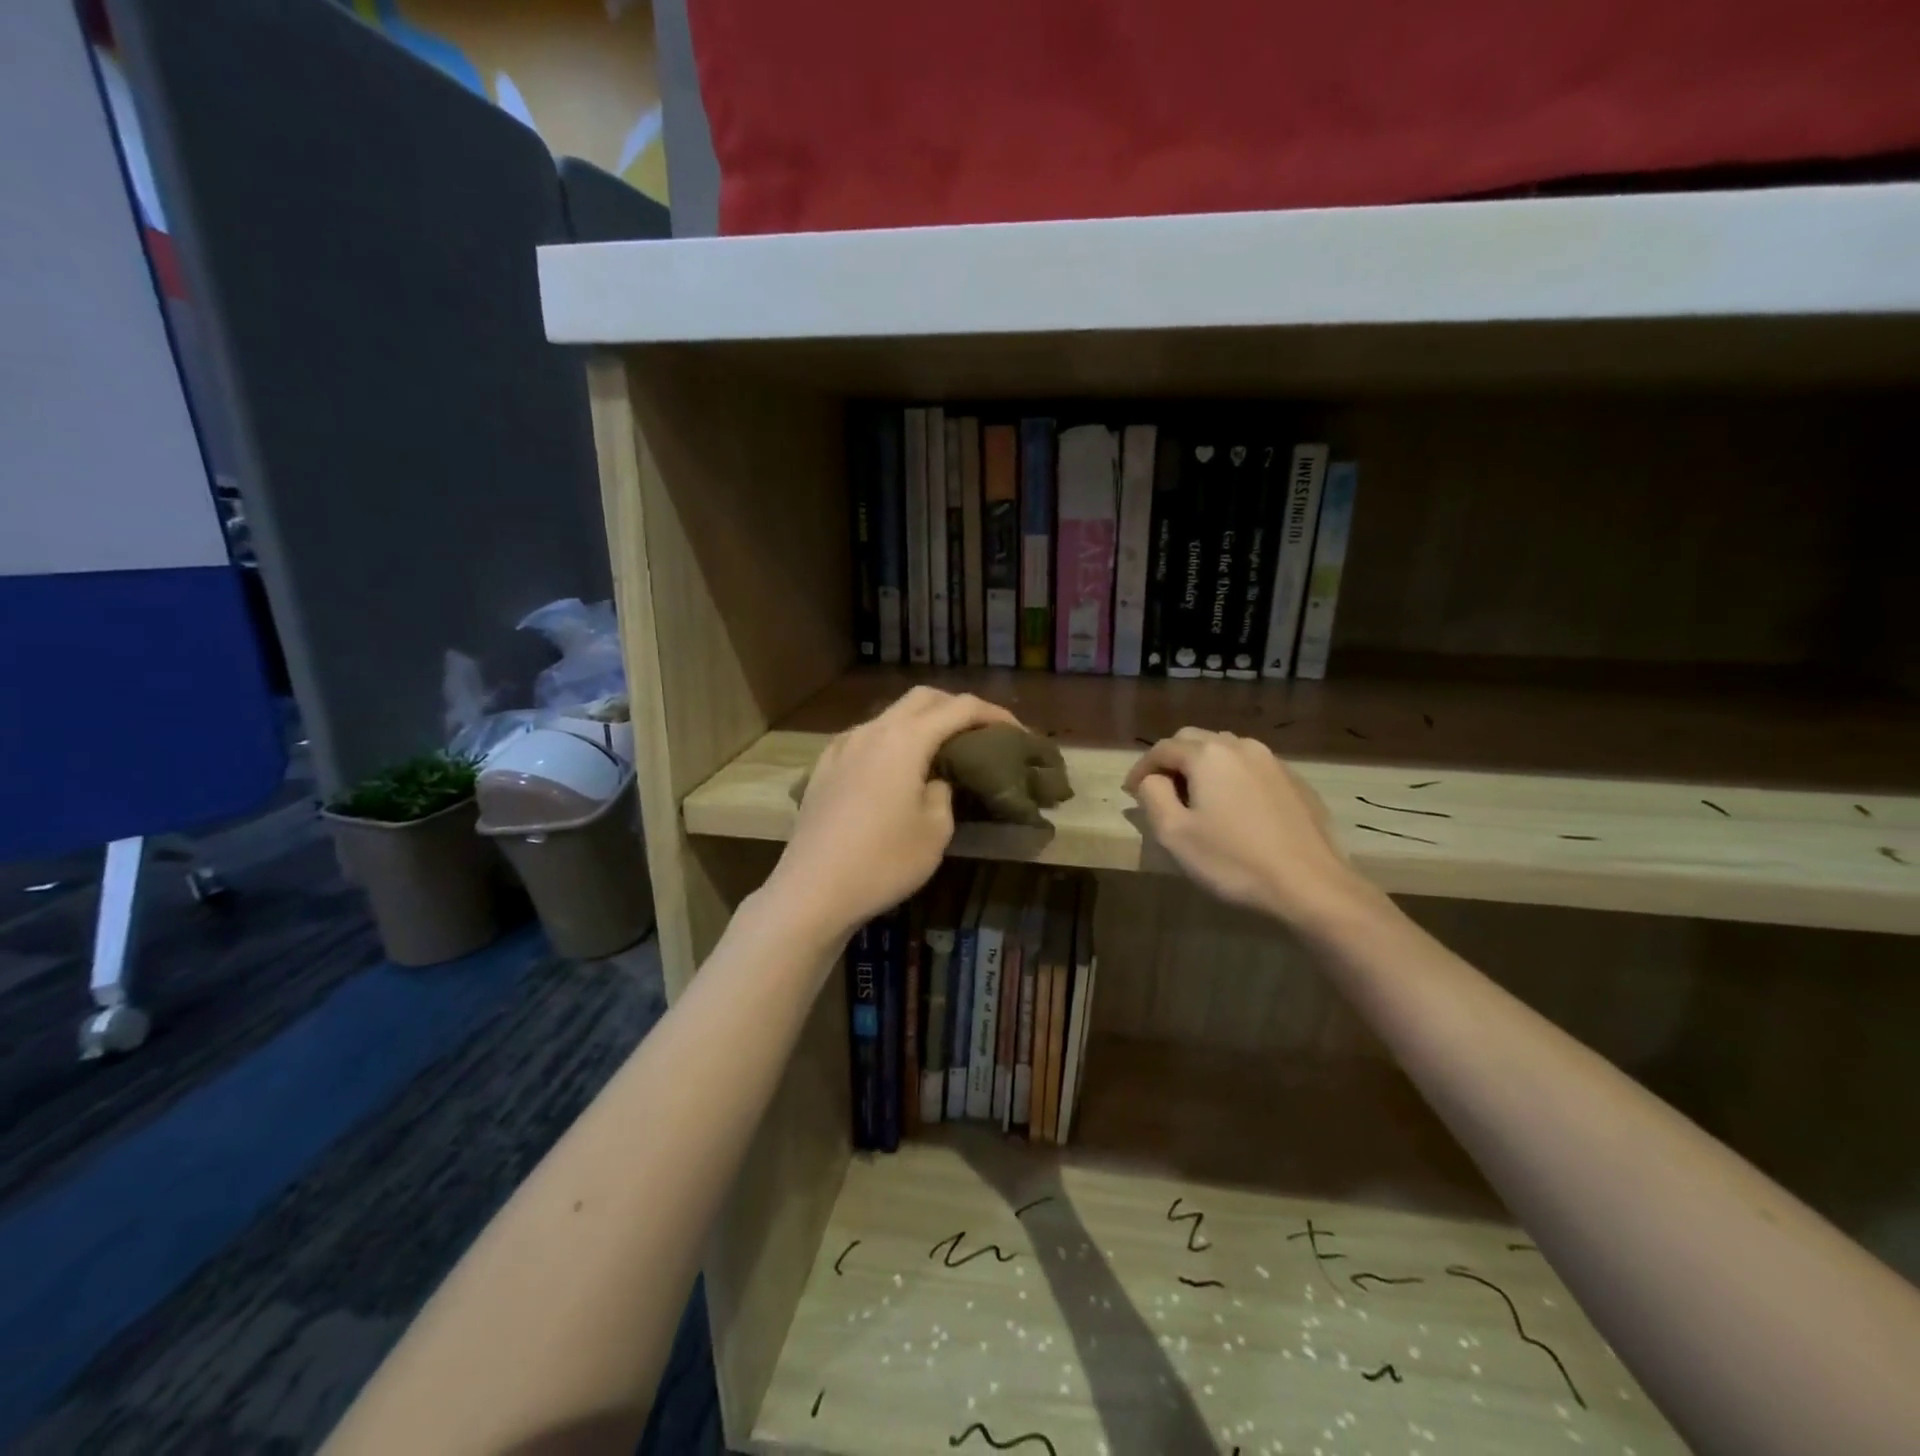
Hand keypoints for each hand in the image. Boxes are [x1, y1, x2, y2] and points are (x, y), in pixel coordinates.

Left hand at [768, 687, 1017, 943]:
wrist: (813, 890)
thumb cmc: (884, 862)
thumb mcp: (935, 831)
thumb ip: (944, 794)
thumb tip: (935, 780)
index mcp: (906, 740)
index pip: (959, 708)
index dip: (992, 713)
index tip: (1015, 730)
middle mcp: (872, 731)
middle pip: (921, 698)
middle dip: (955, 706)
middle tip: (978, 731)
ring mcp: (842, 747)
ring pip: (889, 716)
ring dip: (919, 722)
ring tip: (938, 749)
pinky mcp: (823, 768)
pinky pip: (863, 738)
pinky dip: (888, 740)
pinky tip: (891, 765)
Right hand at [1124, 728, 1373, 927]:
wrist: (1311, 885)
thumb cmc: (1233, 861)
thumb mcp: (1175, 833)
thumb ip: (1153, 795)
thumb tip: (1152, 779)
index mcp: (1208, 755)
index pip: (1162, 748)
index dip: (1141, 768)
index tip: (1130, 792)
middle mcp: (1241, 747)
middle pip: (1195, 740)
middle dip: (1172, 760)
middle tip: (1160, 791)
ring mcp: (1273, 762)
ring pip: (1226, 750)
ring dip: (1203, 766)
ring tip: (1196, 797)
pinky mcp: (1296, 782)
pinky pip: (1252, 768)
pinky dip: (1232, 778)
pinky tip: (1235, 809)